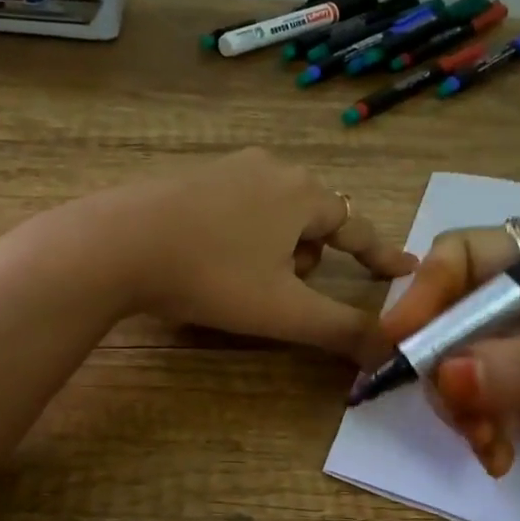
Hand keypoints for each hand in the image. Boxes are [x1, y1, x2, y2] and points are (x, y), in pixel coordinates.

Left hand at [90, 149, 416, 360]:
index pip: (358, 226)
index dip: (381, 253)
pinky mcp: (189, 177)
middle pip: (313, 220)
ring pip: (273, 215)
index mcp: (302, 193)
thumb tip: (391, 352)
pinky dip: (239, 237)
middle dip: (309, 258)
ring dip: (274, 250)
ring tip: (242, 281)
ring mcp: (225, 168)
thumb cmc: (212, 275)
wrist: (117, 244)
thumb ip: (342, 330)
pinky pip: (236, 209)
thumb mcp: (284, 311)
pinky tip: (209, 261)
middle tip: (284, 290)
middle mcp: (270, 168)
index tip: (403, 268)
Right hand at [380, 224, 519, 477]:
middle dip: (443, 368)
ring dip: (462, 408)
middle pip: (451, 317)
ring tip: (487, 445)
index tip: (400, 343)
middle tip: (453, 415)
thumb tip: (442, 375)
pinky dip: (482, 429)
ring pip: (460, 366)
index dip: (425, 292)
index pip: (463, 256)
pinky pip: (483, 402)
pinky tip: (498, 456)